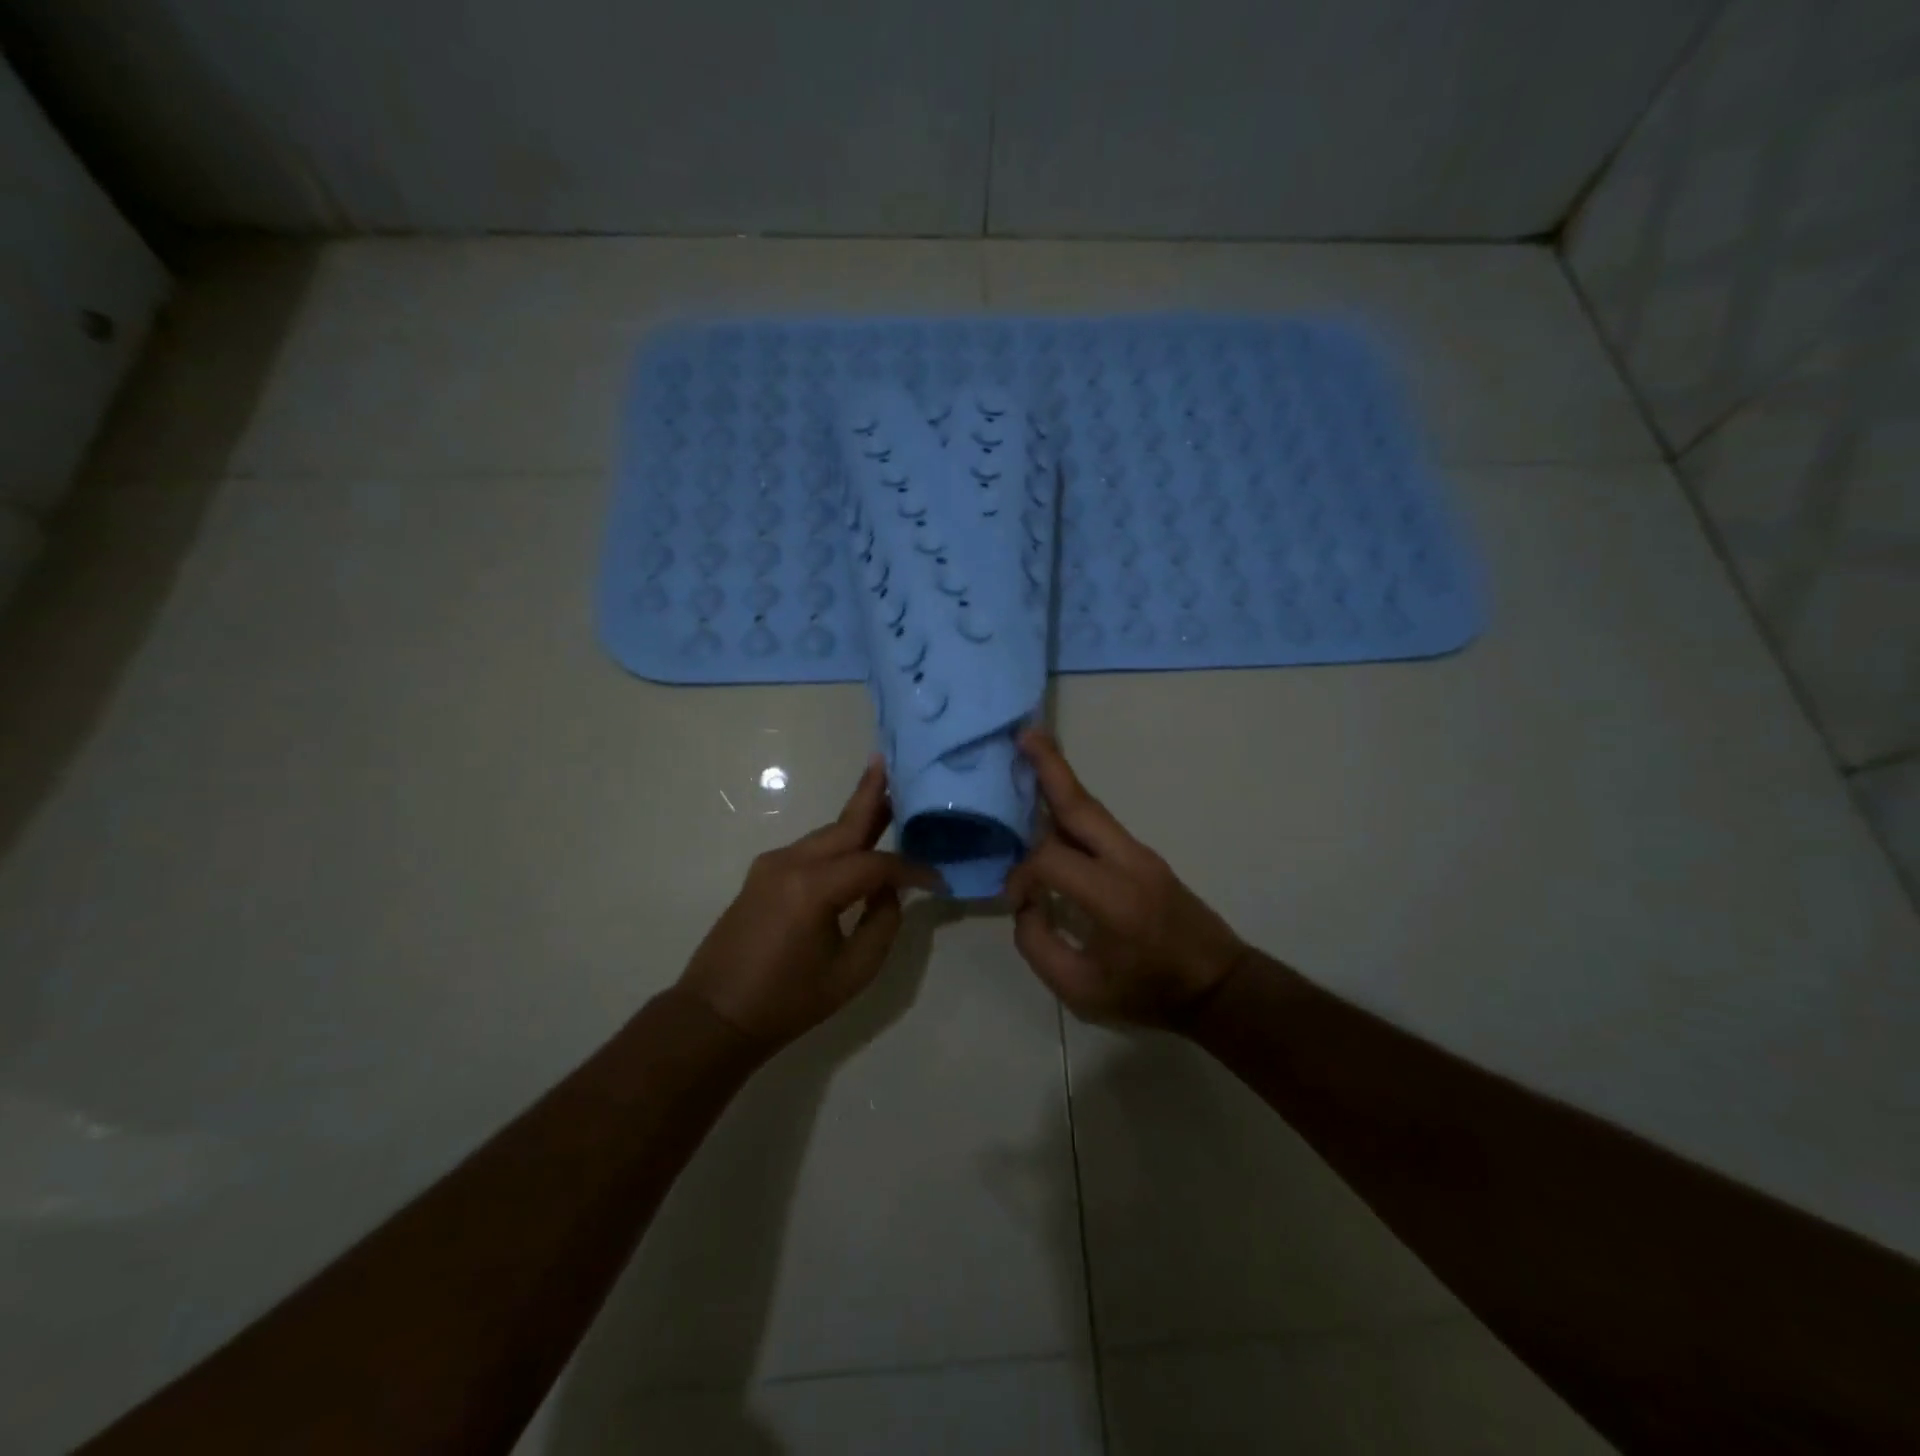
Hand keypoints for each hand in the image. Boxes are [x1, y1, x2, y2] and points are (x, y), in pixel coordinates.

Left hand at [679, 757, 938, 1047]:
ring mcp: (772, 864)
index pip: (876, 864)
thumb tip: (889, 889)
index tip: (938, 878)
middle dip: (873, 795)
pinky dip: (838, 842)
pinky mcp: (762, 874)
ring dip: (857, 819)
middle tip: (896, 765)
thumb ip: (882, 922)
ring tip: (888, 799)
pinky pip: (810, 849)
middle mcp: (791, 862)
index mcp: (814, 888)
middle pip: (845, 824)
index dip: (911, 869)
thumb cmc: (787, 1001)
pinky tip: (856, 844)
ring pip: (827, 834)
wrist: (714, 1016)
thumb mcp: (852, 972)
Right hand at [1005, 730, 1247, 1027]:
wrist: (1219, 986)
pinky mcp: (1145, 856)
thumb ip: (1038, 946)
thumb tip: (1026, 904)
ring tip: (1032, 748)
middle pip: (1080, 805)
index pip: (1050, 860)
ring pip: (1092, 808)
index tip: (1017, 903)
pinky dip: (1072, 805)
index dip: (1021, 876)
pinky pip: (1101, 824)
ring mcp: (1140, 853)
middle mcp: (1127, 862)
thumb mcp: (1081, 991)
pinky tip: (1052, 802)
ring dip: (1060, 778)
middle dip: (1050, 766)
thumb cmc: (1149, 993)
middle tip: (1022, 733)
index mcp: (1112, 897)